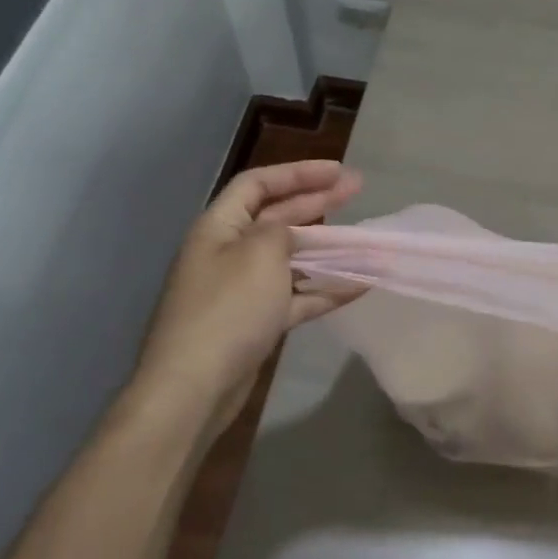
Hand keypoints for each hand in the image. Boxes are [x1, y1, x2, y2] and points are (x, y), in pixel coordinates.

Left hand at [128, 161, 363, 425]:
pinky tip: (359, 285)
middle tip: (356, 191)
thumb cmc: (228, 309)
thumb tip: (290, 234)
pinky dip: (324, 289)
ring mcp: (241, 290)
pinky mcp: (255, 322)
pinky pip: (295, 296)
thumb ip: (281, 231)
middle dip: (317, 202)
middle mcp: (228, 252)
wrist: (194, 387)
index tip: (338, 171)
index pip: (258, 184)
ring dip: (326, 249)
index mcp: (219, 227)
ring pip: (290, 259)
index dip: (298, 173)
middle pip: (277, 217)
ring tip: (363, 240)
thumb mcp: (260, 254)